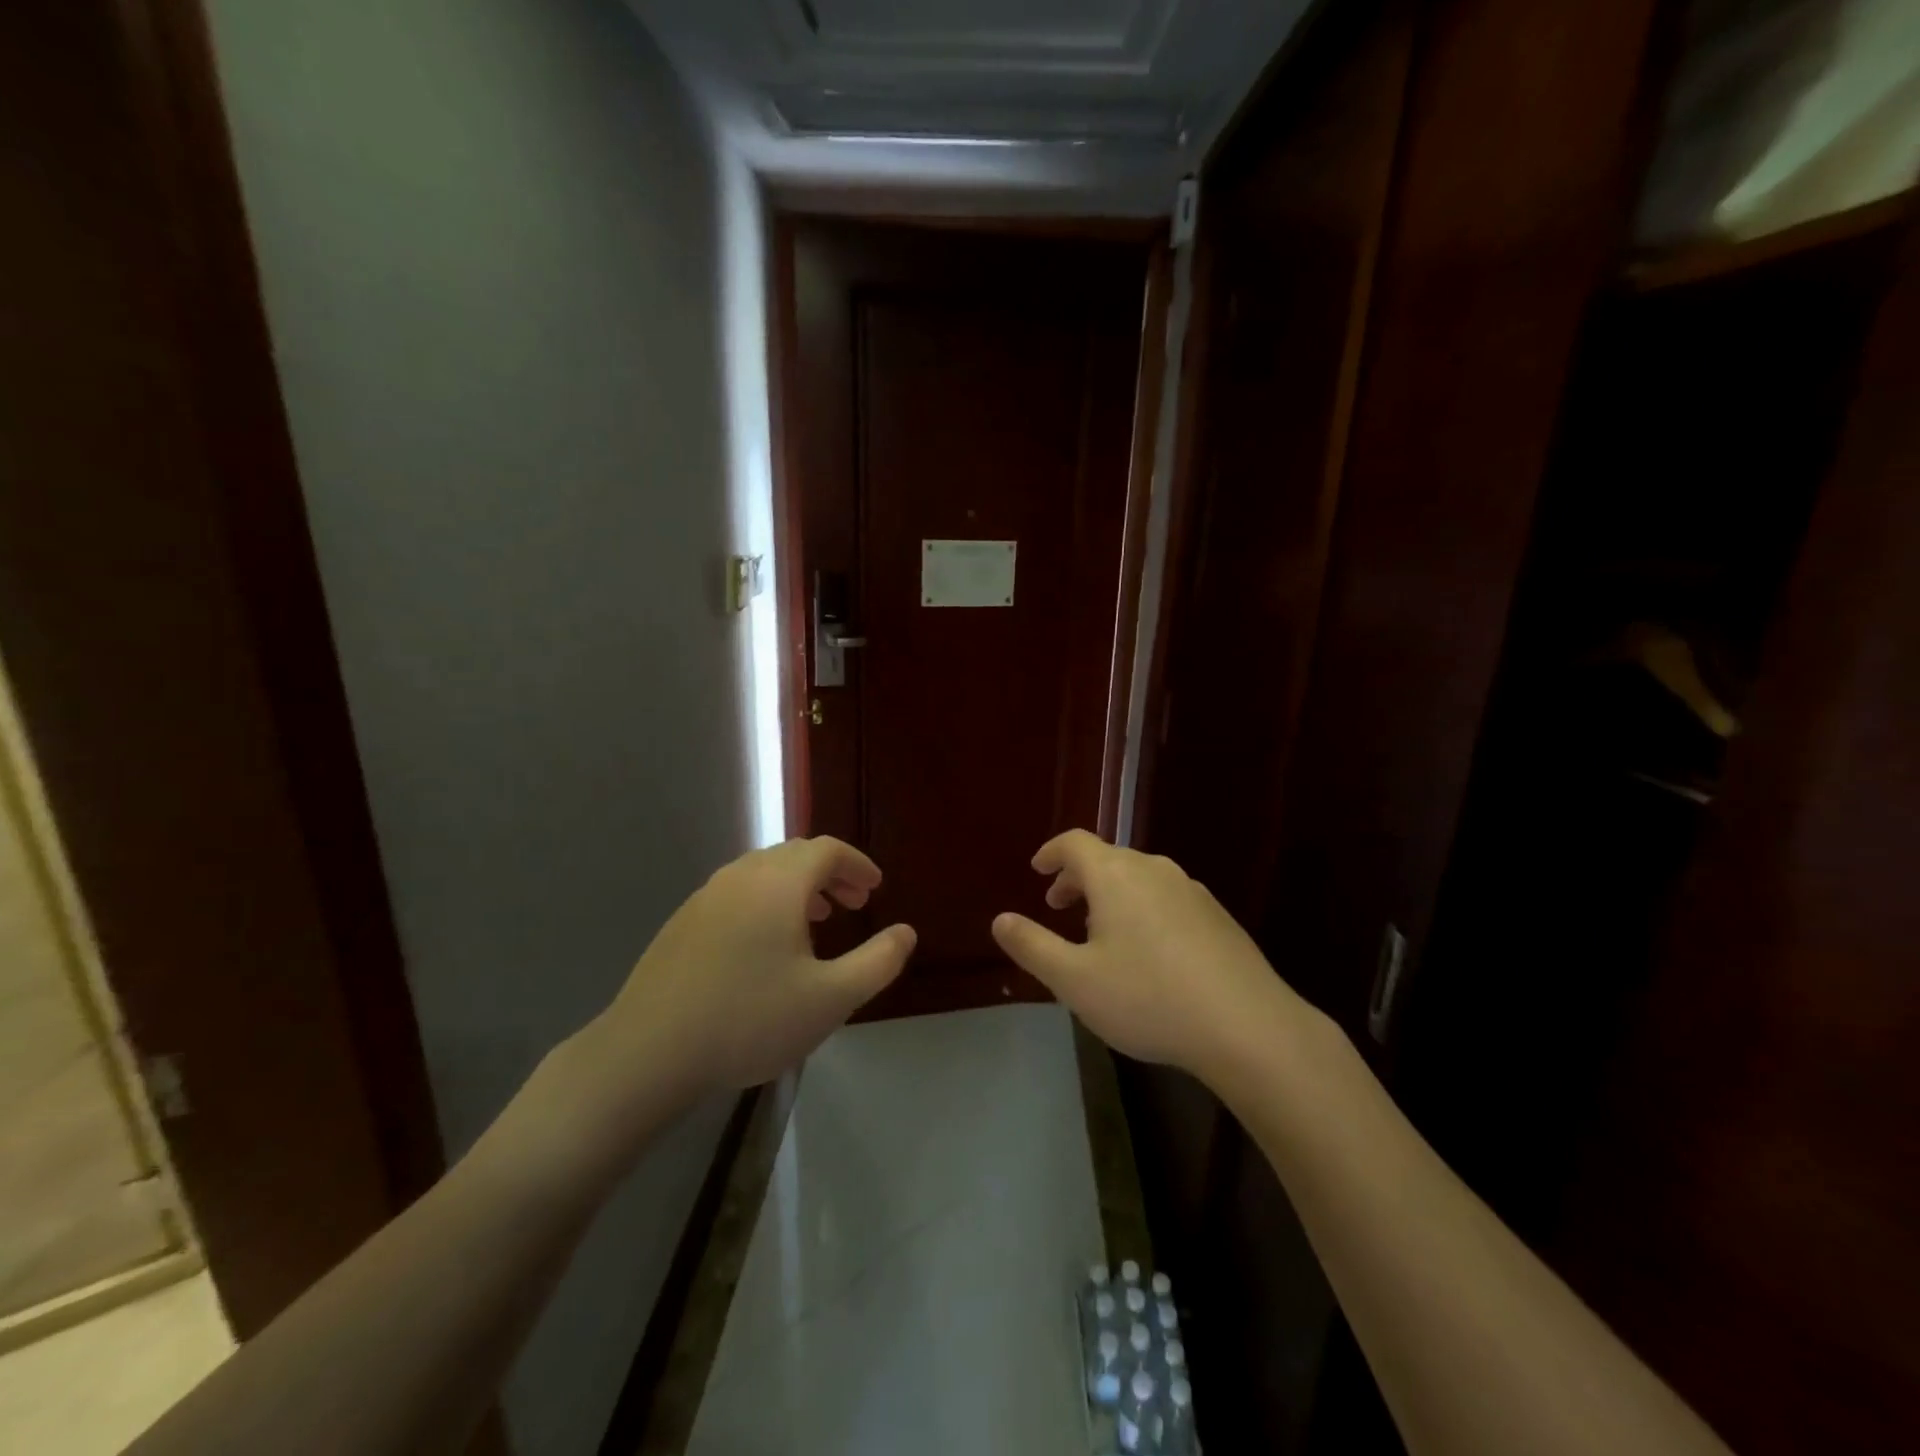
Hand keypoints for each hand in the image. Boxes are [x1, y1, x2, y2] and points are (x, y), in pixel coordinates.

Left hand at [588, 838, 915, 1107]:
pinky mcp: (682, 922)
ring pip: (763, 873)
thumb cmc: (749, 1020)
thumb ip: (878, 962)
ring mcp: (705, 897)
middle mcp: (741, 876)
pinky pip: (737, 893)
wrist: (647, 1053)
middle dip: (830, 874)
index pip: (827, 850)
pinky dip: (766, 901)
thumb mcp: (830, 999)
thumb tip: (906, 932)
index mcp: (779, 882)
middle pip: (795, 855)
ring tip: (815, 921)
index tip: (875, 888)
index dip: (857, 864)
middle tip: (853, 905)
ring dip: (797, 887)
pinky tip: (765, 946)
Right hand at [991, 830, 1304, 1076]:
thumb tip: (1001, 919)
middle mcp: (1153, 869)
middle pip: (1107, 858)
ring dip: (1111, 894)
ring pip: (1139, 878)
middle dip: (1078, 877)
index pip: (1075, 843)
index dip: (1051, 852)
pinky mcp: (1217, 916)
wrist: (1247, 1026)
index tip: (1037, 870)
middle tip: (1059, 905)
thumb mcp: (1074, 980)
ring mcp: (1191, 890)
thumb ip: (1032, 946)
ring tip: (1100, 931)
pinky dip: (1142, 908)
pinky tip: (1148, 951)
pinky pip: (1166, 897)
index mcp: (1115, 875)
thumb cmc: (1148, 998)